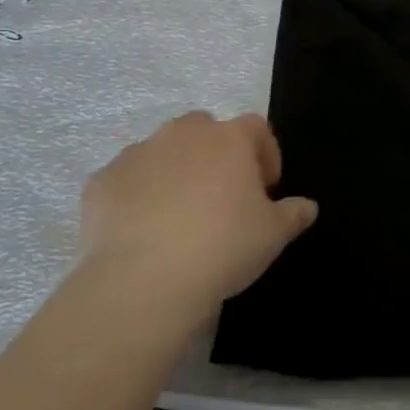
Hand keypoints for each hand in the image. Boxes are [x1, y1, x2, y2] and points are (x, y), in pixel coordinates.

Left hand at [79, 111, 316, 328]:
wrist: (143, 281)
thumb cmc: (222, 247)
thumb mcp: (273, 235)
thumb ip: (293, 214)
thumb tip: (307, 206)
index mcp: (229, 138)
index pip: (257, 128)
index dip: (266, 154)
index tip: (267, 188)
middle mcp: (183, 134)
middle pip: (206, 130)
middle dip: (216, 155)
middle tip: (222, 197)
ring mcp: (138, 153)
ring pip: (162, 152)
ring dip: (175, 172)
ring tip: (178, 217)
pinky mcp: (102, 181)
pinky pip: (127, 180)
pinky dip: (136, 196)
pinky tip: (142, 232)